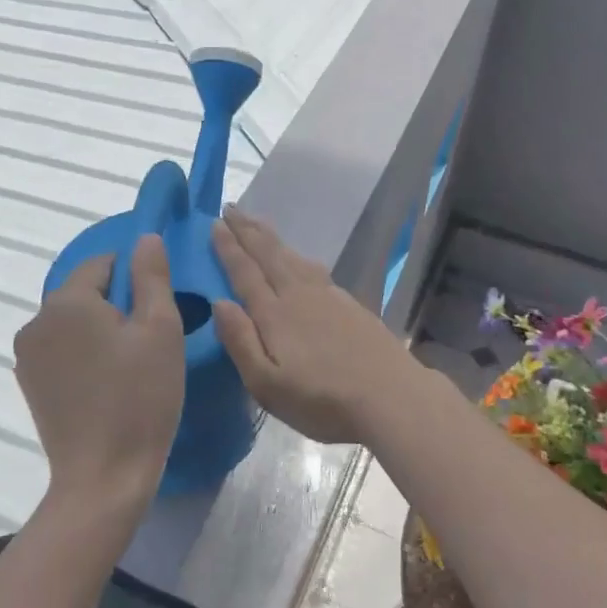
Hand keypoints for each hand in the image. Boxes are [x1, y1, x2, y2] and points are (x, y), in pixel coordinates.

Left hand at [14, 234, 183, 514]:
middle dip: (118, 305)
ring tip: (132, 365)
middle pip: (85, 292)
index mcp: (66, 302)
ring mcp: (27, 356)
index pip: (103, 263)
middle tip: (151, 340)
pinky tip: (109, 384)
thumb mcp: (161, 329)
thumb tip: (145, 238)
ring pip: (74, 322)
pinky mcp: (29, 384)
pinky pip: (63, 350)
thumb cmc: (141, 398)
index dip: (136, 277)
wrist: (104, 477)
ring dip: (101, 330)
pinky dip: (85, 354)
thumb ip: (152, 276)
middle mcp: (36, 321)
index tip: (160, 307)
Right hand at [211, 208, 425, 445]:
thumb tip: (218, 302)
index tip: (215, 224)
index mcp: (274, 314)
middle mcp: (298, 295)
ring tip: (257, 222)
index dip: (229, 248)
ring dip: (271, 237)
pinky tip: (299, 258)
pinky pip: (314, 267)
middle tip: (231, 207)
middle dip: (247, 231)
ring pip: (293, 257)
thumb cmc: (322, 399)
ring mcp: (328, 296)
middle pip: (269, 255)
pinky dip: (298, 254)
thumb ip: (240, 341)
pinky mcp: (349, 304)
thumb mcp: (268, 384)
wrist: (391, 396)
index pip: (245, 273)